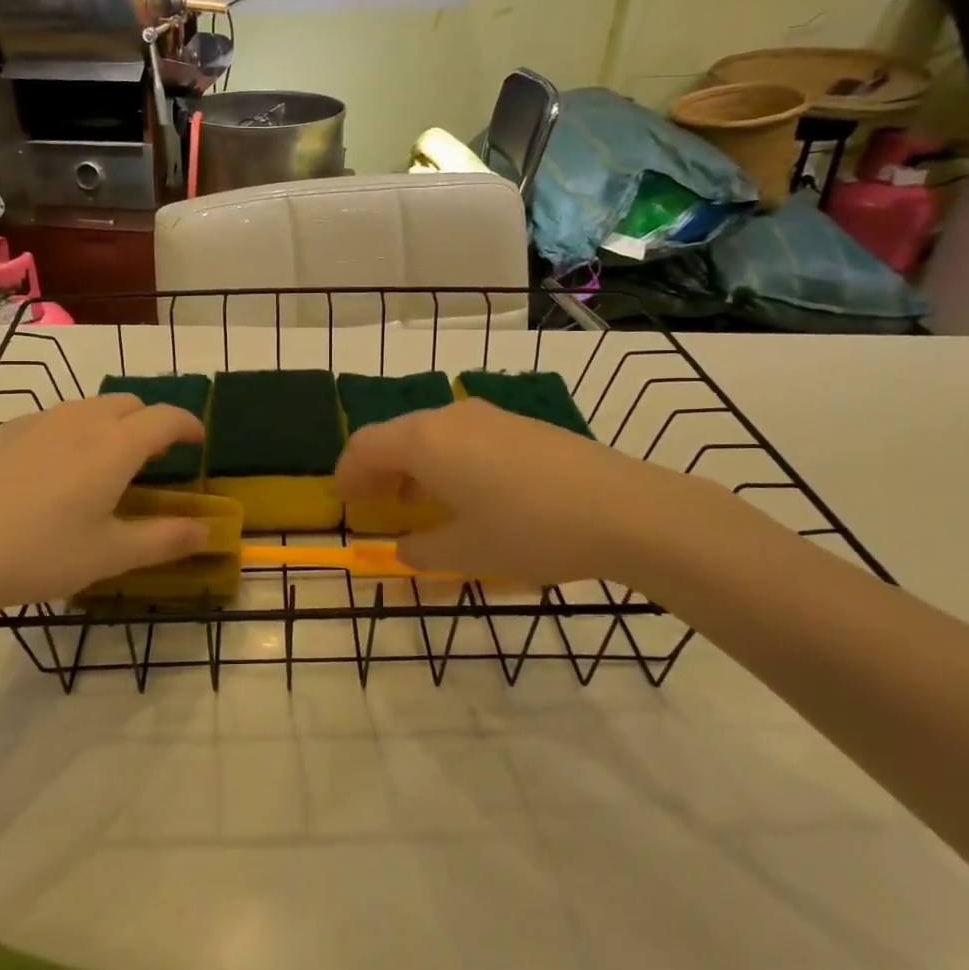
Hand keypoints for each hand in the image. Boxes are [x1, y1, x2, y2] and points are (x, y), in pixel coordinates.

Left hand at [0, 395, 210, 621]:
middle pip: (128, 404)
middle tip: (152, 458)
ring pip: (87, 408)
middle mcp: (79, 420)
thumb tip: (207, 531)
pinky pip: (50, 420)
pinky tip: (49, 474)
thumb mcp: (109, 555)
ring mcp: (34, 421)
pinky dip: (69, 434)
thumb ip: (165, 540)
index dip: (189, 424)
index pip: (166, 418)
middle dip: (150, 422)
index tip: (198, 440)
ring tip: (102, 464)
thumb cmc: (37, 553)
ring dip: (109, 425)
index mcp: (115, 445)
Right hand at [334, 397, 712, 588]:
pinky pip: (463, 437)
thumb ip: (423, 551)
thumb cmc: (529, 531)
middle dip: (378, 469)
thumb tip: (405, 549)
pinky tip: (467, 492)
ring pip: (431, 434)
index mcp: (424, 442)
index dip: (348, 474)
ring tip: (417, 502)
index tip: (345, 502)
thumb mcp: (467, 553)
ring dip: (412, 465)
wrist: (623, 509)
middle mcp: (449, 418)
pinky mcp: (520, 425)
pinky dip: (446, 460)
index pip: (365, 446)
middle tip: (375, 504)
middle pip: (396, 435)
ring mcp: (488, 417)